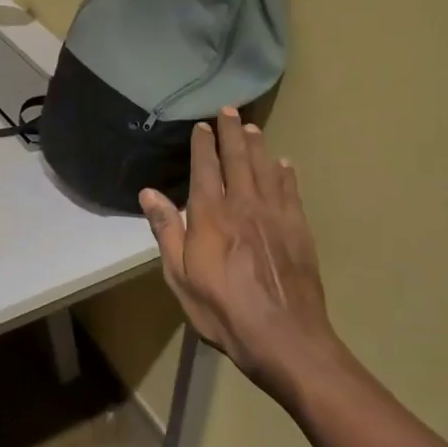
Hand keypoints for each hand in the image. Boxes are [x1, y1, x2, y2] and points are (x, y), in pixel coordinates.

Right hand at [138, 108, 344, 400]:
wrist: (284, 336)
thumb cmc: (222, 310)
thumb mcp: (180, 276)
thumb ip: (166, 231)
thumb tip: (149, 193)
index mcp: (211, 215)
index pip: (205, 169)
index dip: (202, 145)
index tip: (201, 125)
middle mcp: (244, 205)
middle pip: (237, 160)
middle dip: (231, 133)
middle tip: (228, 110)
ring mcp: (275, 215)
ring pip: (265, 169)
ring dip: (257, 146)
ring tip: (251, 127)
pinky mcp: (298, 230)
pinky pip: (290, 192)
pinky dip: (285, 174)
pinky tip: (284, 164)